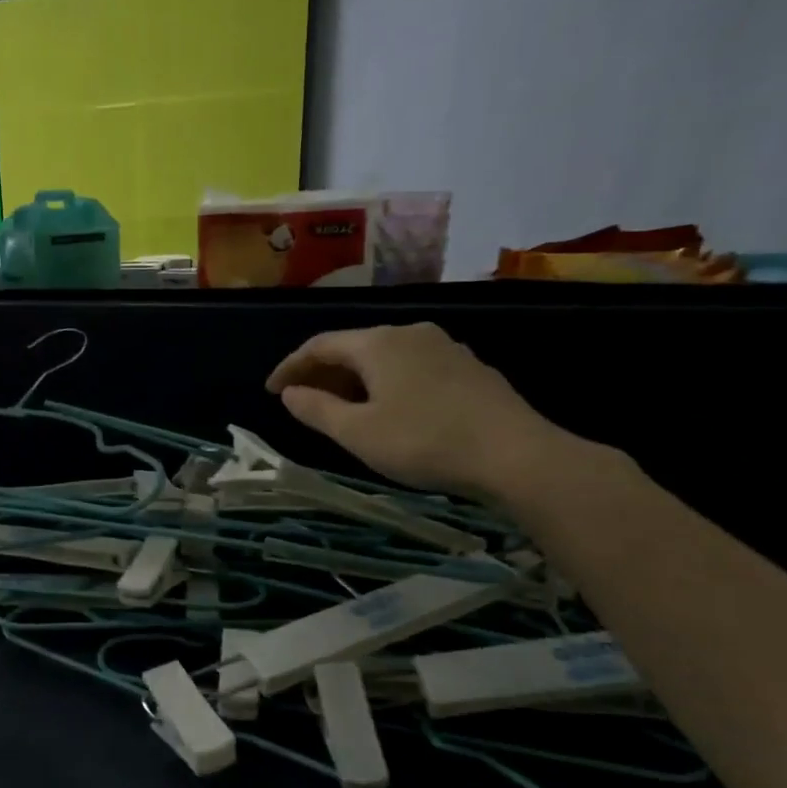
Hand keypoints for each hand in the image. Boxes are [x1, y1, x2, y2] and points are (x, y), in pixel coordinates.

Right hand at [266, 323, 575, 499]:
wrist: (515, 454)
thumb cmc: (424, 441)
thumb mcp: (357, 433)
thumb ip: (317, 410)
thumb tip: (290, 393)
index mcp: (378, 343)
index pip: (320, 345)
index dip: (290, 367)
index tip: (271, 391)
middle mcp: (409, 333)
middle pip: (353, 347)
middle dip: (322, 373)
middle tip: (301, 402)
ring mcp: (444, 347)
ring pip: (384, 357)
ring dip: (354, 379)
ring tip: (340, 409)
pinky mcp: (467, 367)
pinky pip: (410, 367)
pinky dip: (385, 383)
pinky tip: (387, 409)